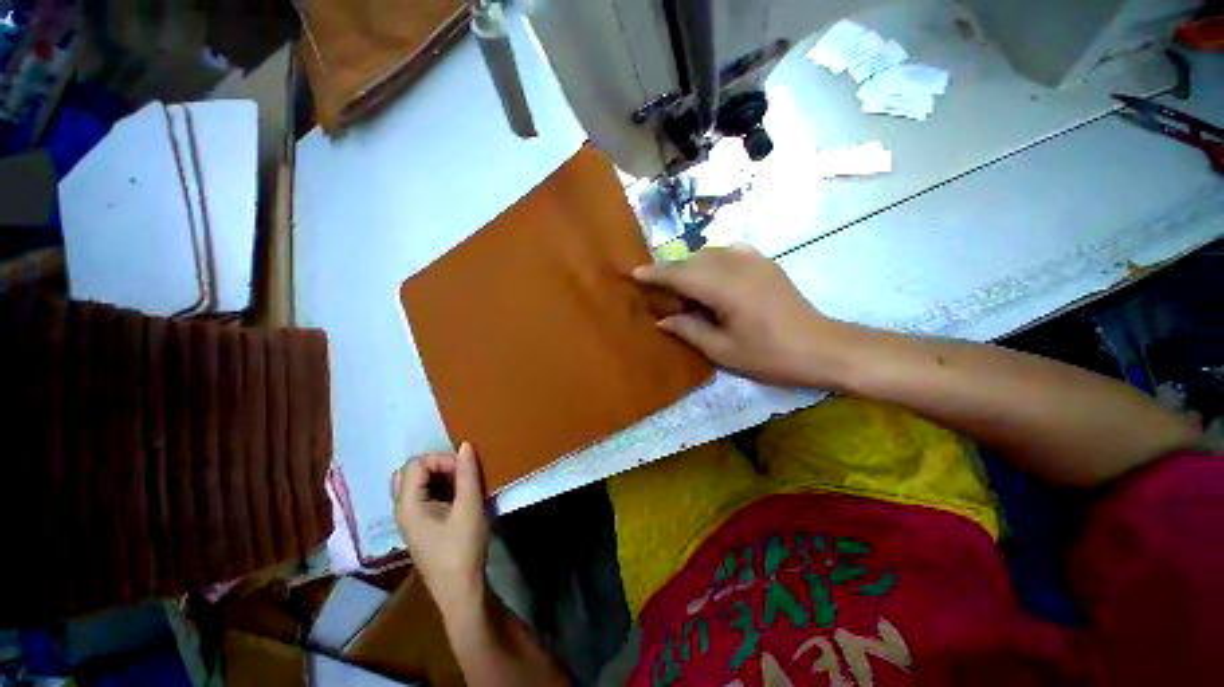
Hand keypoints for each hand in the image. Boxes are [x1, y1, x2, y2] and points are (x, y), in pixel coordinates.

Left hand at [393, 442, 489, 613]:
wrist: (460, 591)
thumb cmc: (462, 548)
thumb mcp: (470, 507)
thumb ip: (467, 474)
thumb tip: (465, 445)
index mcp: (408, 505)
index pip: (416, 464)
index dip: (441, 459)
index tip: (464, 470)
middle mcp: (403, 510)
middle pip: (411, 472)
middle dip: (438, 465)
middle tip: (460, 473)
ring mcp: (410, 519)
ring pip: (417, 484)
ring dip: (440, 477)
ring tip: (463, 484)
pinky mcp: (421, 526)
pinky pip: (424, 496)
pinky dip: (440, 488)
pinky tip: (459, 498)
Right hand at [634, 244, 858, 387]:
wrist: (821, 348)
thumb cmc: (770, 355)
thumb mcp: (722, 350)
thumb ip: (688, 330)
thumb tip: (662, 319)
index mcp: (724, 287)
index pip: (680, 273)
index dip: (655, 273)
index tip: (634, 274)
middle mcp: (737, 264)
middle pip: (692, 261)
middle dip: (673, 274)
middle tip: (664, 298)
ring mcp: (753, 259)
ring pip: (709, 254)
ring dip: (692, 269)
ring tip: (687, 293)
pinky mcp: (764, 262)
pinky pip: (728, 253)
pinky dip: (712, 264)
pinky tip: (713, 281)